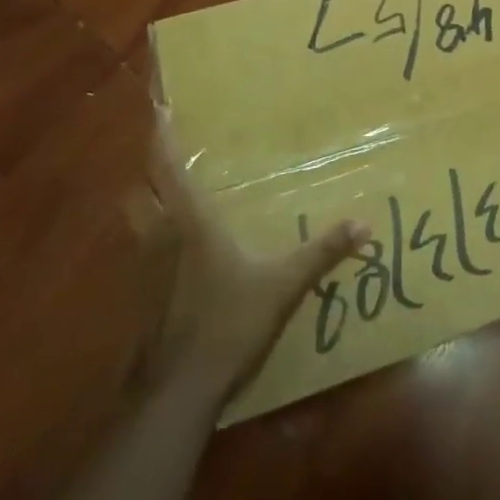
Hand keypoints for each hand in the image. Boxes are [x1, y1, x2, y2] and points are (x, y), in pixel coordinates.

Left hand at [136, 128, 368, 403]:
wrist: (177, 391)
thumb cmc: (227, 324)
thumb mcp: (282, 286)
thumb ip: (321, 253)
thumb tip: (363, 224)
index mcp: (191, 223)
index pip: (169, 170)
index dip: (162, 138)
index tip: (159, 108)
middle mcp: (161, 236)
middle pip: (141, 190)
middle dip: (149, 168)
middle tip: (166, 149)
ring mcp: (145, 269)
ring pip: (136, 220)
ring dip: (146, 200)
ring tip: (168, 190)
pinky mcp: (141, 298)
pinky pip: (142, 251)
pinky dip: (151, 236)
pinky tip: (173, 248)